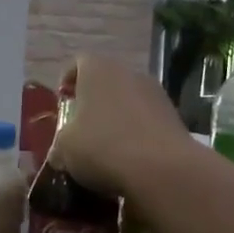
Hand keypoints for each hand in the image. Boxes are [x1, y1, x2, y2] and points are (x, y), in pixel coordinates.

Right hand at [47, 54, 191, 198]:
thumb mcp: (66, 149)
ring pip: (128, 99)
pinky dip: (137, 132)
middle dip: (93, 101)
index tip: (63, 102)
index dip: (67, 81)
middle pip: (105, 81)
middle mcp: (128, 72)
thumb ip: (59, 145)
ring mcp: (156, 92)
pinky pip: (147, 119)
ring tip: (107, 145)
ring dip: (117, 117)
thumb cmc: (103, 147)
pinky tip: (130, 157)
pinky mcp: (175, 116)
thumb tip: (58, 154)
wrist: (163, 169)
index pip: (77, 63)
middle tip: (82, 126)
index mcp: (97, 70)